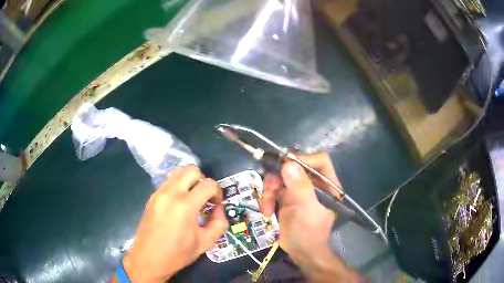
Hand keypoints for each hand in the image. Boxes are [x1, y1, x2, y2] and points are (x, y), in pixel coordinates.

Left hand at [119, 166, 228, 282]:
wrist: (148, 259)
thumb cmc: (177, 255)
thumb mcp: (205, 243)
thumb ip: (218, 223)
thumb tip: (218, 209)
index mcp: (185, 207)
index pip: (208, 184)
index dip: (217, 192)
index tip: (216, 204)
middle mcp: (170, 194)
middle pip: (192, 170)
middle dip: (203, 180)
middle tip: (205, 198)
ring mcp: (158, 193)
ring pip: (178, 172)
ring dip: (190, 181)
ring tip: (192, 199)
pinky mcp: (152, 197)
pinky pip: (168, 182)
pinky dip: (178, 186)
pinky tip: (179, 204)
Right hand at [260, 153, 357, 281]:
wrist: (300, 252)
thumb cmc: (310, 233)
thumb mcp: (307, 210)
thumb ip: (301, 187)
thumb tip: (288, 163)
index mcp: (327, 184)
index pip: (319, 160)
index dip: (303, 159)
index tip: (285, 166)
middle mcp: (313, 184)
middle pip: (294, 167)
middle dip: (279, 177)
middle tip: (270, 188)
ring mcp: (298, 190)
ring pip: (280, 176)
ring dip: (269, 189)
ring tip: (266, 207)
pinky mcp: (286, 197)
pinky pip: (273, 189)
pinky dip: (267, 198)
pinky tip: (266, 212)